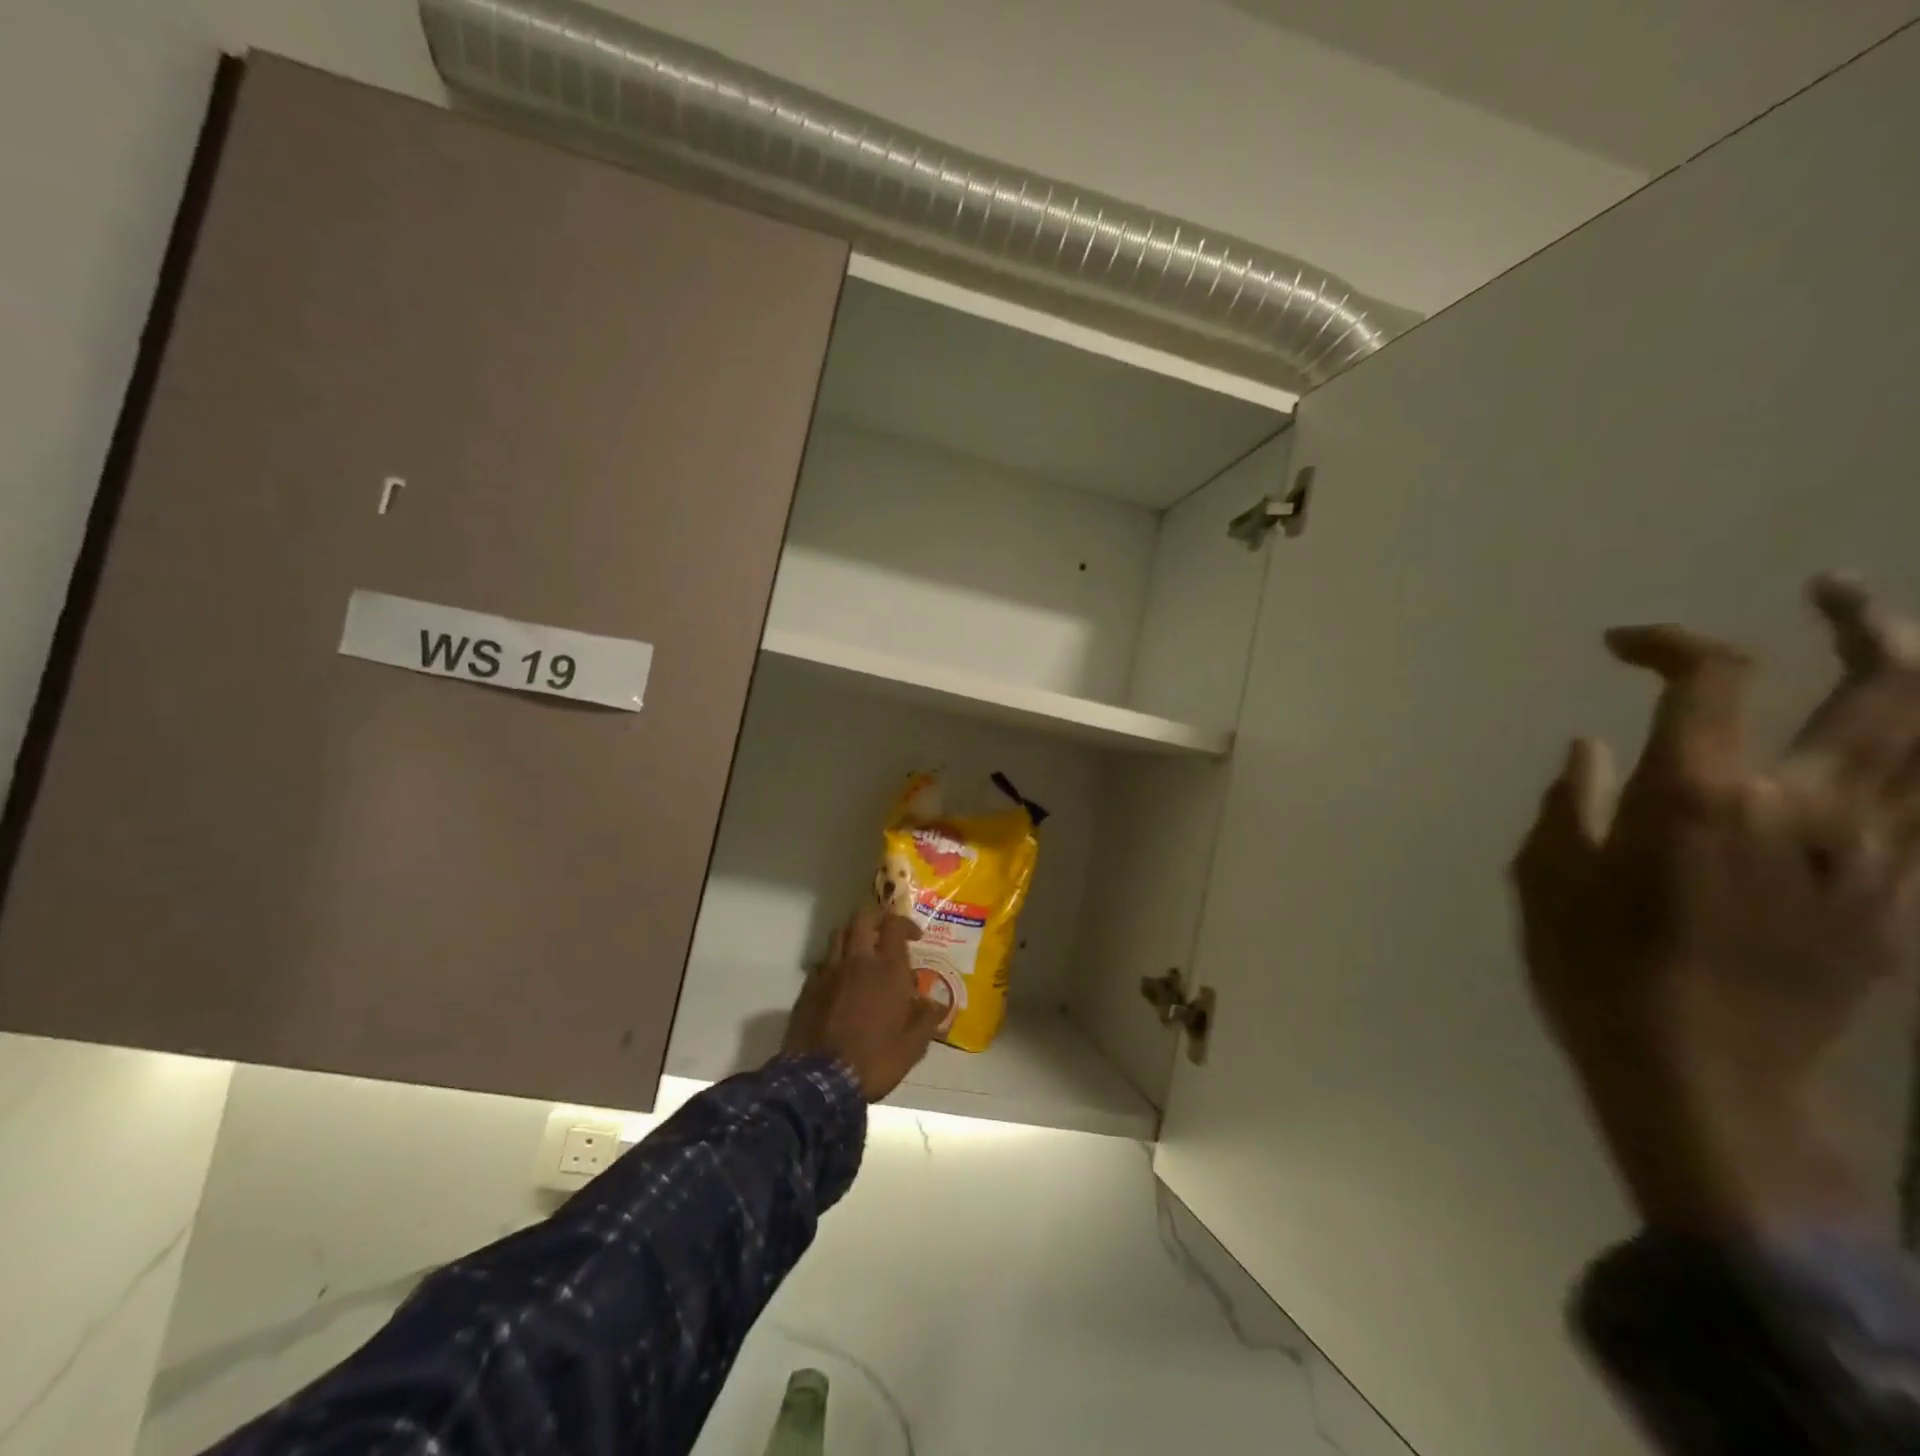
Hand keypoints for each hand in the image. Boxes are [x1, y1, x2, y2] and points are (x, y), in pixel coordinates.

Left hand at [781, 908, 942, 1100]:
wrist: (821, 1081)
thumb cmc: (875, 1060)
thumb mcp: (913, 1046)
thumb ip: (927, 1019)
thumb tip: (936, 1003)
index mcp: (887, 969)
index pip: (894, 926)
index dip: (905, 923)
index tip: (915, 936)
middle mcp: (857, 961)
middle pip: (863, 918)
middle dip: (877, 917)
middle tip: (886, 930)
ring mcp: (829, 972)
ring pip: (839, 934)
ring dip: (853, 934)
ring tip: (863, 950)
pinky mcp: (808, 988)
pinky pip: (822, 962)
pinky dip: (834, 962)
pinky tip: (840, 980)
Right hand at [1511, 575, 1919, 1233]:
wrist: (1709, 1082)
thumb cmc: (1601, 973)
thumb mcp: (1550, 882)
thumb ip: (1572, 804)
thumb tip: (1590, 749)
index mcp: (1700, 796)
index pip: (1714, 675)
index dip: (1670, 641)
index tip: (1622, 647)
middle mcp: (1806, 805)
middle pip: (1887, 684)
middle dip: (1862, 621)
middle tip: (1829, 593)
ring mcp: (1876, 853)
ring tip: (1895, 649)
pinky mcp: (1906, 901)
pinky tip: (1904, 751)